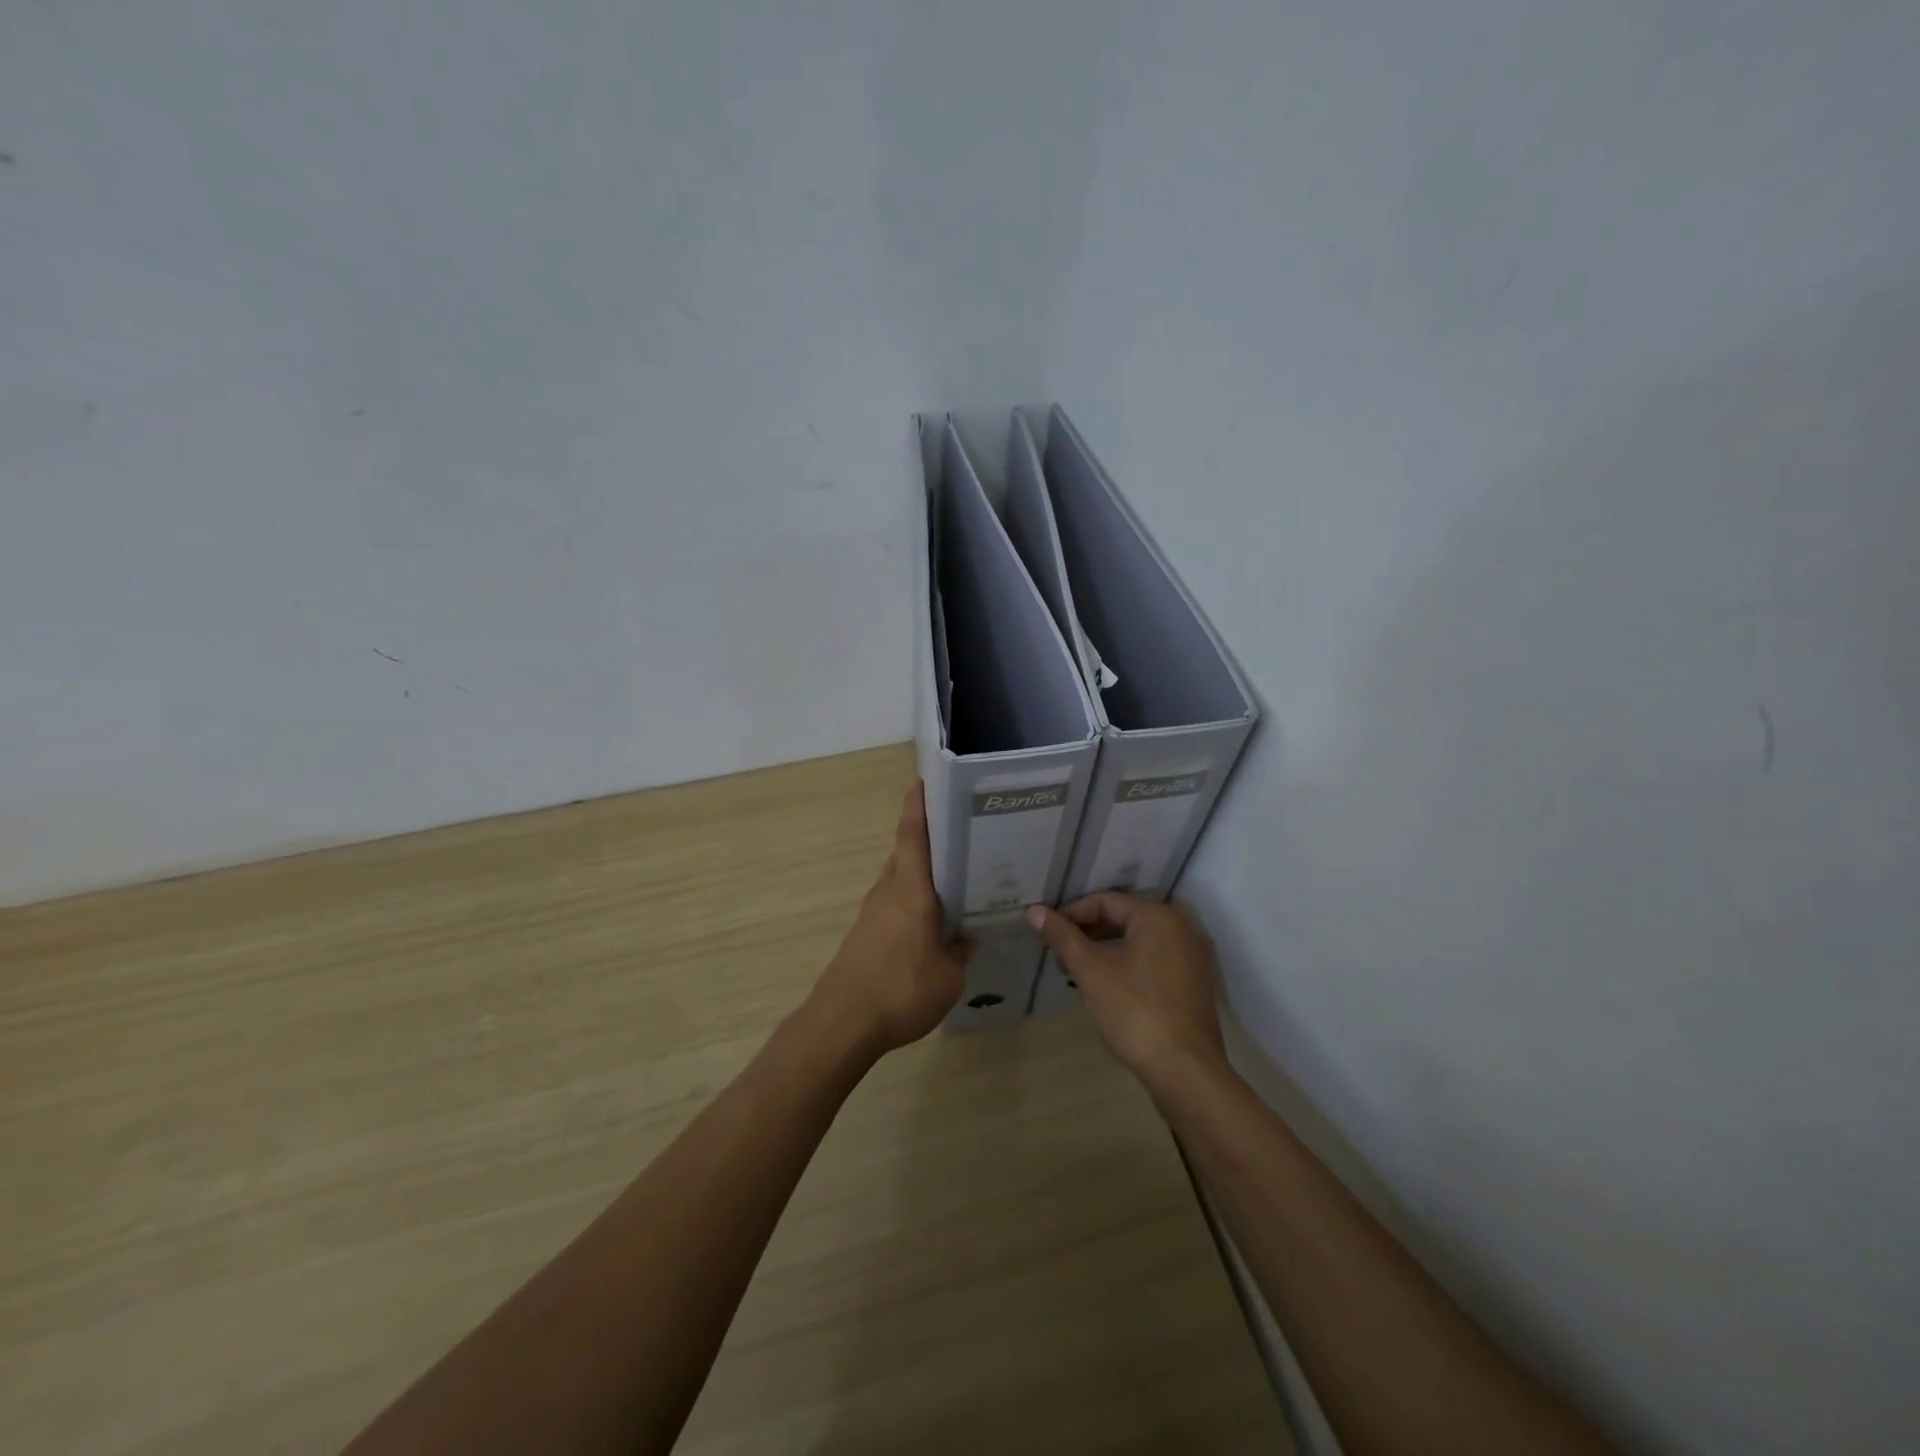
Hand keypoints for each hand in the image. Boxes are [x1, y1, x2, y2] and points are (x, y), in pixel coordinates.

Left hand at [811, 783, 967, 1052]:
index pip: (912, 834)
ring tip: (954, 880)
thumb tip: (965, 938)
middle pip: (906, 853)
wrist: (842, 1024)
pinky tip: (932, 923)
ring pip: (900, 880)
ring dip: (921, 875)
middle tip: (961, 836)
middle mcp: (888, 891)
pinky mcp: (864, 935)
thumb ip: (960, 952)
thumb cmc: (901, 990)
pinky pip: (893, 905)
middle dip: (929, 840)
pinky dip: (912, 902)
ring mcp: (872, 913)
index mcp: (910, 889)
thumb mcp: (949, 976)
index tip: (924, 781)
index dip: (918, 805)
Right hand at [1027, 894, 1227, 1090]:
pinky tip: (1108, 987)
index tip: (1048, 934)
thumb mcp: (1091, 972)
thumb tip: (1035, 911)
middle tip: (1060, 956)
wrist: (1186, 1071)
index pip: (1105, 901)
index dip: (1072, 914)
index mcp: (1158, 917)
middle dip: (1088, 933)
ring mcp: (1193, 956)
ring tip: (1077, 973)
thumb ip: (1063, 937)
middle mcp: (1181, 927)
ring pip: (1139, 940)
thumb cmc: (1135, 1012)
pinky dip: (1128, 964)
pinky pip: (1154, 960)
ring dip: (1106, 950)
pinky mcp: (1195, 983)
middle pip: (1124, 918)